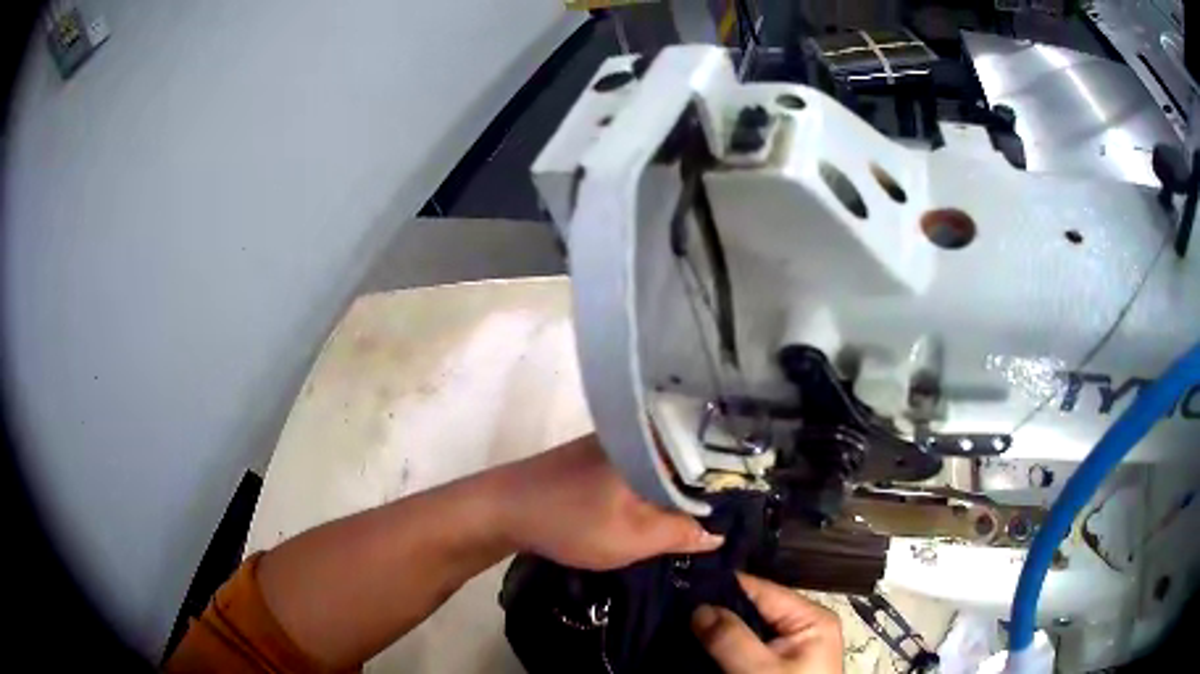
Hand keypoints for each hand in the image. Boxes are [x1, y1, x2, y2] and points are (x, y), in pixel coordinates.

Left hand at [496, 434, 723, 569]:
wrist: (502, 509)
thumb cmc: (569, 522)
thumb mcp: (632, 538)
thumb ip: (680, 534)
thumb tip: (719, 533)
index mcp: (652, 444)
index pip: (710, 456)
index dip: (732, 483)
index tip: (749, 507)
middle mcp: (639, 435)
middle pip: (688, 458)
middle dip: (708, 488)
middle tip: (732, 516)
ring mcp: (617, 443)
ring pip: (665, 464)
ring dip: (681, 489)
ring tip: (706, 515)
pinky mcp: (601, 456)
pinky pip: (644, 468)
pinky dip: (657, 487)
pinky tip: (665, 507)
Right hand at [692, 573, 842, 673]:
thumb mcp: (760, 671)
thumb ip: (732, 639)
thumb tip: (698, 607)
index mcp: (811, 618)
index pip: (761, 590)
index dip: (721, 587)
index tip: (681, 586)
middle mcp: (802, 625)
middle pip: (753, 607)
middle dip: (716, 611)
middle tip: (673, 609)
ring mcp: (789, 645)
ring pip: (746, 627)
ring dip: (717, 630)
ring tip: (680, 624)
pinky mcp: (776, 662)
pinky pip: (746, 645)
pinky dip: (724, 646)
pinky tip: (699, 644)